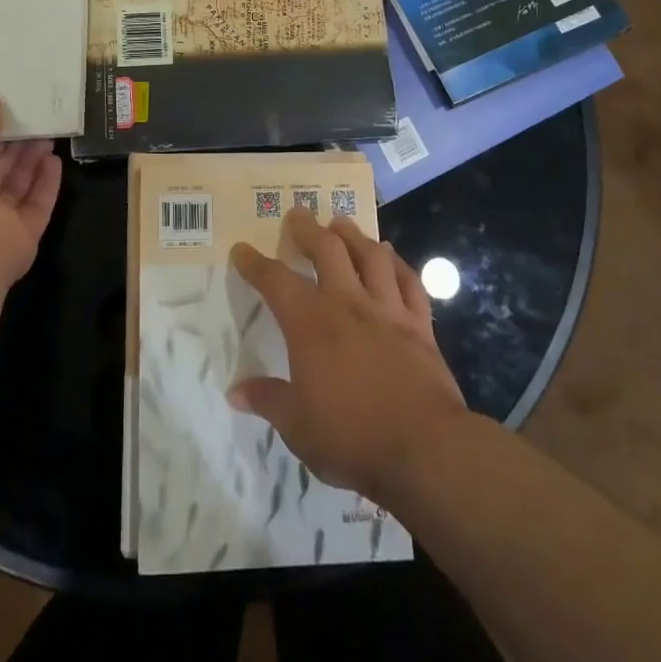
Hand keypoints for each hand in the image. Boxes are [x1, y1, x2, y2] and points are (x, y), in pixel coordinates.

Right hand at [228, 207, 466, 502]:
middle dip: (309, 228)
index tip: (242, 250)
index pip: (275, 281)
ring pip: (371, 255)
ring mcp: (387, 309)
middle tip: (299, 214)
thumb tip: (235, 391)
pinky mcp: (419, 324)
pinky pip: (409, 282)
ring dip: (354, 235)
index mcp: (311, 323)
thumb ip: (268, 400)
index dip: (255, 263)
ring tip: (342, 224)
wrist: (424, 447)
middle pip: (327, 249)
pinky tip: (391, 258)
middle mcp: (348, 303)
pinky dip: (398, 265)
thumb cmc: (352, 436)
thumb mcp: (297, 426)